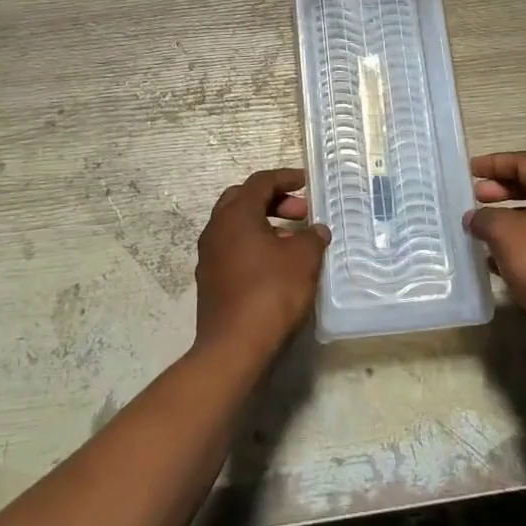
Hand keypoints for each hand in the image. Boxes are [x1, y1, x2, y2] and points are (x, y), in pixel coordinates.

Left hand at [194, 168, 329, 361]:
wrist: (234, 347)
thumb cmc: (271, 292)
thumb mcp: (303, 259)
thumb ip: (312, 237)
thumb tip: (316, 231)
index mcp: (235, 214)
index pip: (260, 182)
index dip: (285, 178)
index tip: (306, 182)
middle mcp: (216, 228)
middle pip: (243, 200)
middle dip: (273, 200)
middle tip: (300, 213)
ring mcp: (209, 256)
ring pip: (237, 226)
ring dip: (265, 224)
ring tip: (293, 240)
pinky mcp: (210, 280)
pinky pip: (233, 249)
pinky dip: (255, 245)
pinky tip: (276, 264)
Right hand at [467, 151, 525, 372]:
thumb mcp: (503, 232)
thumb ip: (484, 218)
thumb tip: (473, 218)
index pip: (525, 162)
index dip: (495, 162)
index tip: (470, 170)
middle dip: (500, 190)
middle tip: (475, 197)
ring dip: (505, 220)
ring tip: (479, 229)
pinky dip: (514, 246)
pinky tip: (492, 261)